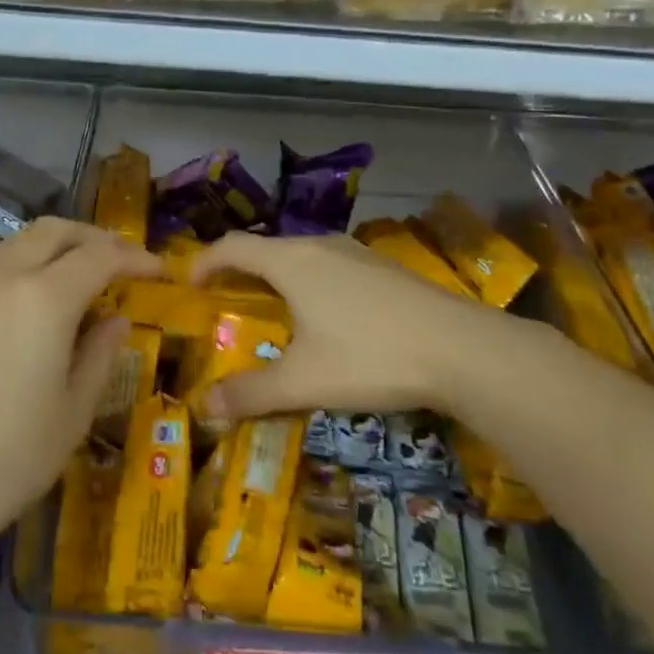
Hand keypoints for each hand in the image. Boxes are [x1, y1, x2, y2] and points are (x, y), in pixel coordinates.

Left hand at [0, 218, 160, 570]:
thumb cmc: (7, 460)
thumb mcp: (72, 413)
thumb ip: (99, 355)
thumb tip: (115, 320)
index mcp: (43, 297)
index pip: (100, 256)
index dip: (134, 257)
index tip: (159, 270)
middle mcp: (0, 277)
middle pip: (53, 231)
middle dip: (93, 237)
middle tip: (119, 261)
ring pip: (15, 245)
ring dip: (53, 250)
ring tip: (75, 281)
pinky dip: (19, 271)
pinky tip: (24, 310)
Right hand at [190, 231, 548, 421]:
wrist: (463, 349)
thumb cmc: (371, 356)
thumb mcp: (305, 381)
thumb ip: (252, 393)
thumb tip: (206, 406)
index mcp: (292, 262)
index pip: (235, 247)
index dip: (206, 261)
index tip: (190, 282)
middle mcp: (322, 246)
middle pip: (269, 248)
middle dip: (241, 270)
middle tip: (226, 299)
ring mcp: (358, 254)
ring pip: (304, 256)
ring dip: (279, 275)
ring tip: (272, 306)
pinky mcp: (386, 269)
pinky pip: (332, 266)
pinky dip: (311, 282)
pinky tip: (327, 315)